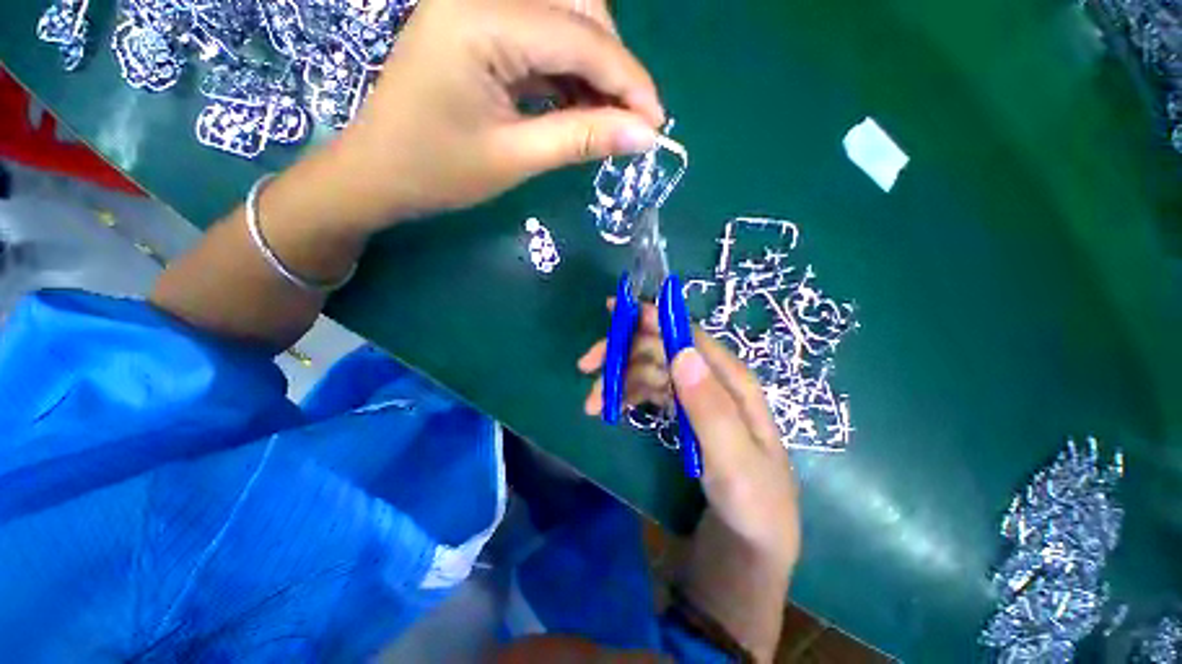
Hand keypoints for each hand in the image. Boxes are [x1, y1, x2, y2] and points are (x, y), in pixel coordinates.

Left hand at [317, 0, 664, 230]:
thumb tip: (644, 136)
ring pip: (565, 19)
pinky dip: (569, 72)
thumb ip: (581, 138)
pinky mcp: (478, 25)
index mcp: (480, 19)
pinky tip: (578, 106)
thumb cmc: (437, 172)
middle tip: (629, 124)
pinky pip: (542, 36)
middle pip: (578, 9)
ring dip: (595, 69)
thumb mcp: (516, 159)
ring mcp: (477, 5)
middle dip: (614, 68)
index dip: (629, 81)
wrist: (379, 172)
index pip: (581, 37)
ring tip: (606, 121)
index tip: (657, 124)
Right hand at [578, 302, 800, 566]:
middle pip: (661, 348)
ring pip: (650, 369)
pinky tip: (608, 407)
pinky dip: (626, 393)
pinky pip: (648, 390)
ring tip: (590, 402)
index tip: (613, 311)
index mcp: (731, 382)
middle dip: (623, 350)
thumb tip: (681, 351)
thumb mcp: (735, 462)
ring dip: (618, 377)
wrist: (748, 548)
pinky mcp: (681, 413)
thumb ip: (710, 408)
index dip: (651, 319)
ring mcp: (693, 396)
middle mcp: (710, 381)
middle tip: (586, 365)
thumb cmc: (752, 506)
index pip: (687, 336)